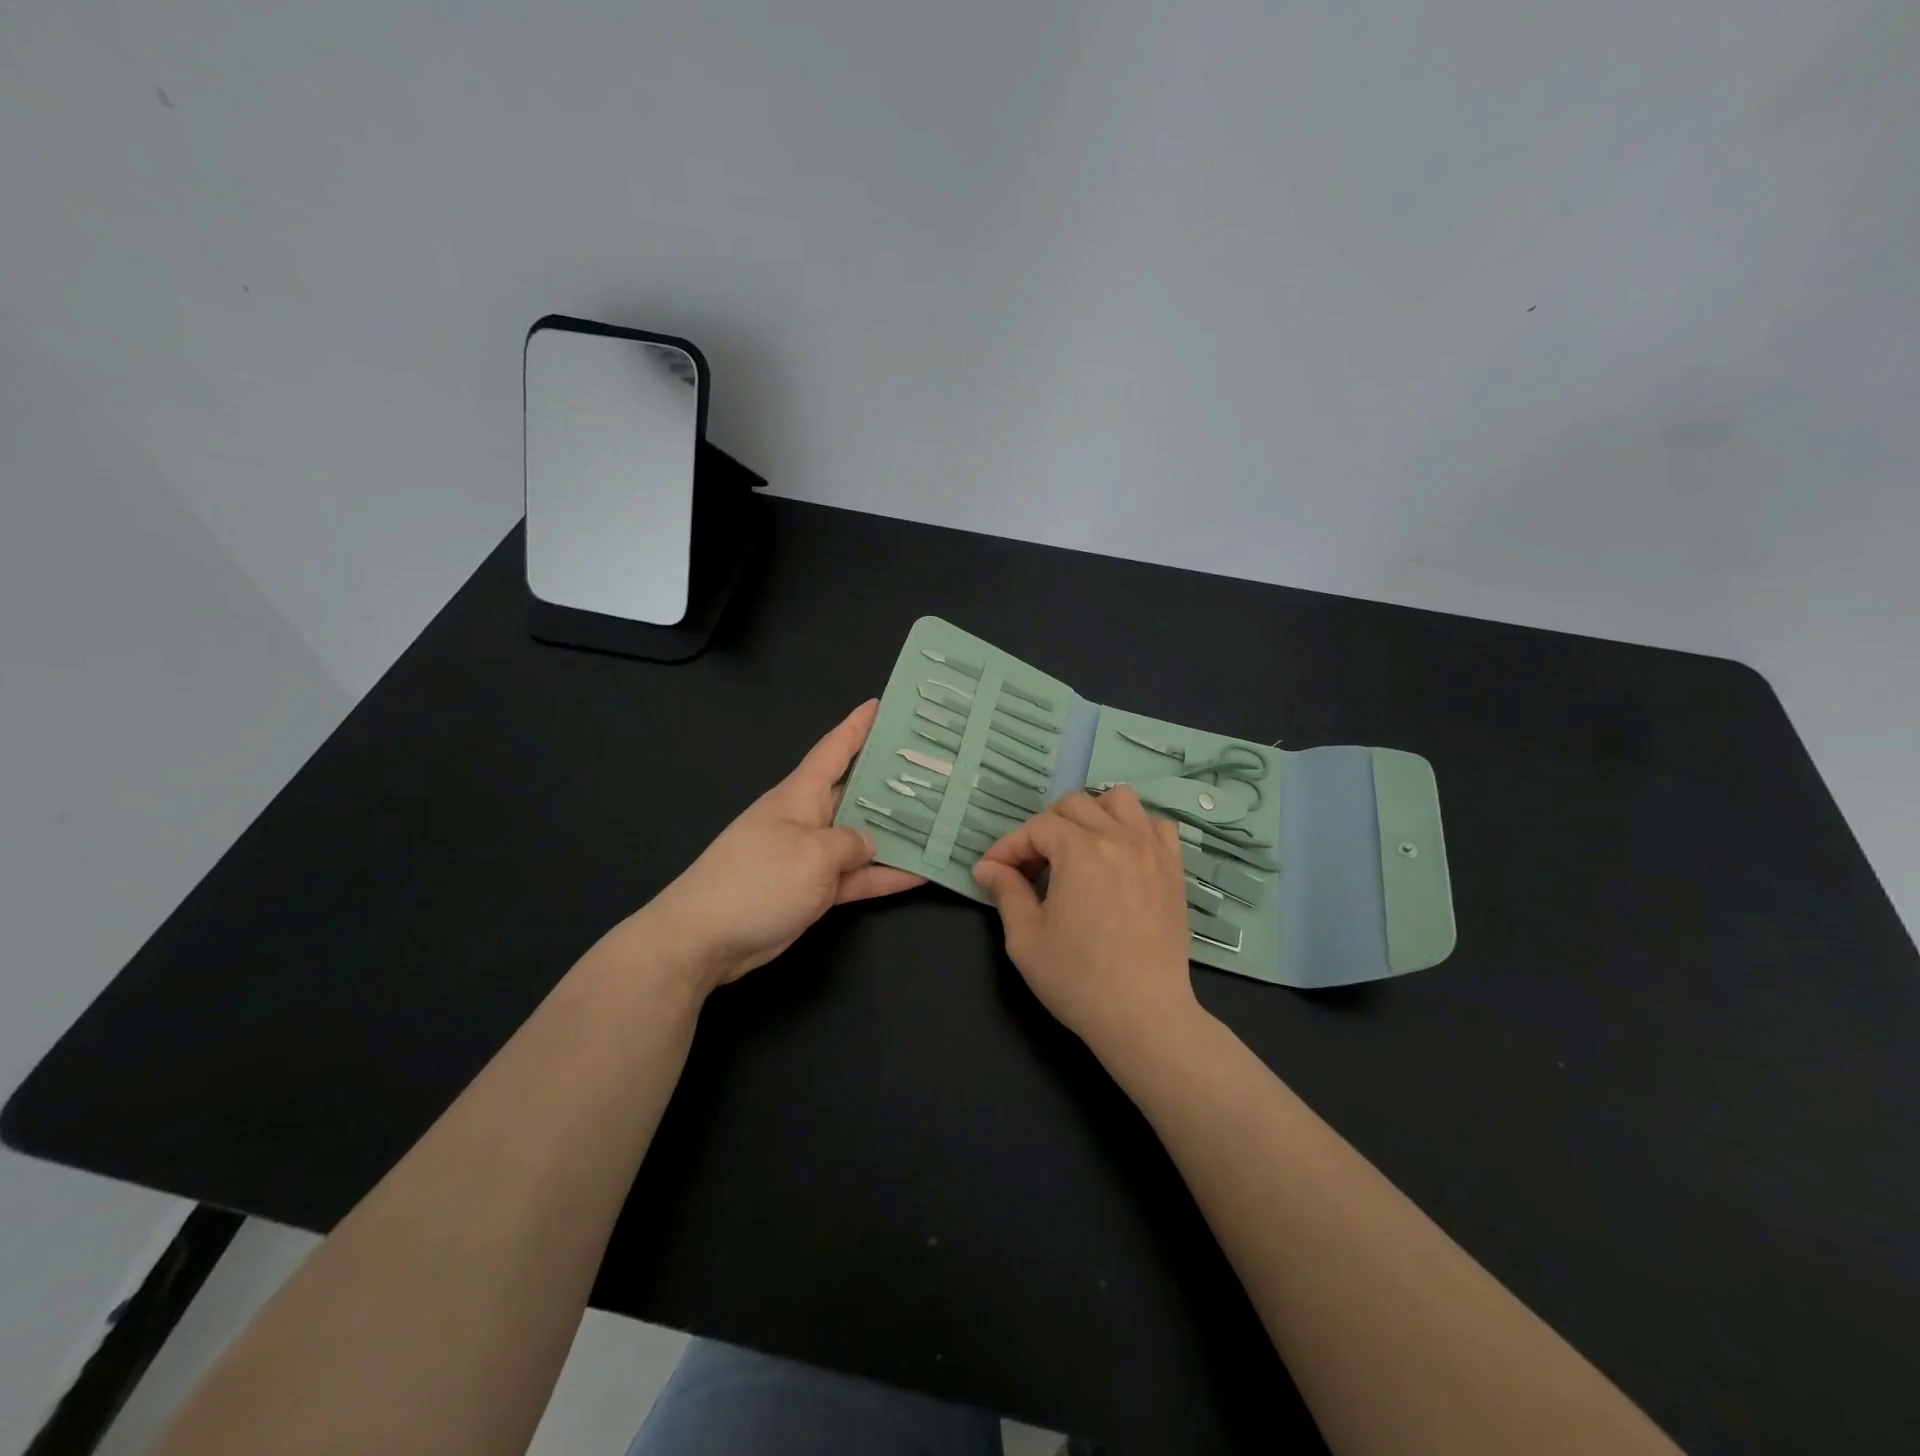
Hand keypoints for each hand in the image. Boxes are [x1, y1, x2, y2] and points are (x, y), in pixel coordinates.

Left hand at [641, 700, 924, 990]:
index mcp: (801, 794)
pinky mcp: (815, 890)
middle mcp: (809, 818)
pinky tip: (921, 875)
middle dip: (892, 780)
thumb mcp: (811, 854)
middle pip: (857, 792)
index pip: (834, 749)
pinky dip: (884, 877)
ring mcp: (812, 855)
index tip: (883, 704)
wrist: (706, 938)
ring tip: (942, 821)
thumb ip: (850, 843)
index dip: (858, 726)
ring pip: (863, 838)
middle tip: (938, 769)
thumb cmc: (757, 880)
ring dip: (897, 834)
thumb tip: (869, 843)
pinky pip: (857, 877)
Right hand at [971, 786, 1198, 1062]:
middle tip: (1033, 865)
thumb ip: (1006, 892)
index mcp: (1079, 852)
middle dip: (1045, 827)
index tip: (993, 870)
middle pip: (1074, 805)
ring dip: (1092, 814)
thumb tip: (987, 867)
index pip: (1036, 828)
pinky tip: (1121, 855)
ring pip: (1119, 800)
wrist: (1144, 1015)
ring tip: (1079, 847)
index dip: (1009, 846)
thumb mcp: (1026, 938)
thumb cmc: (1078, 979)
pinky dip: (1135, 828)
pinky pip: (1157, 825)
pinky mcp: (1174, 868)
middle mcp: (1118, 837)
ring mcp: (1152, 850)